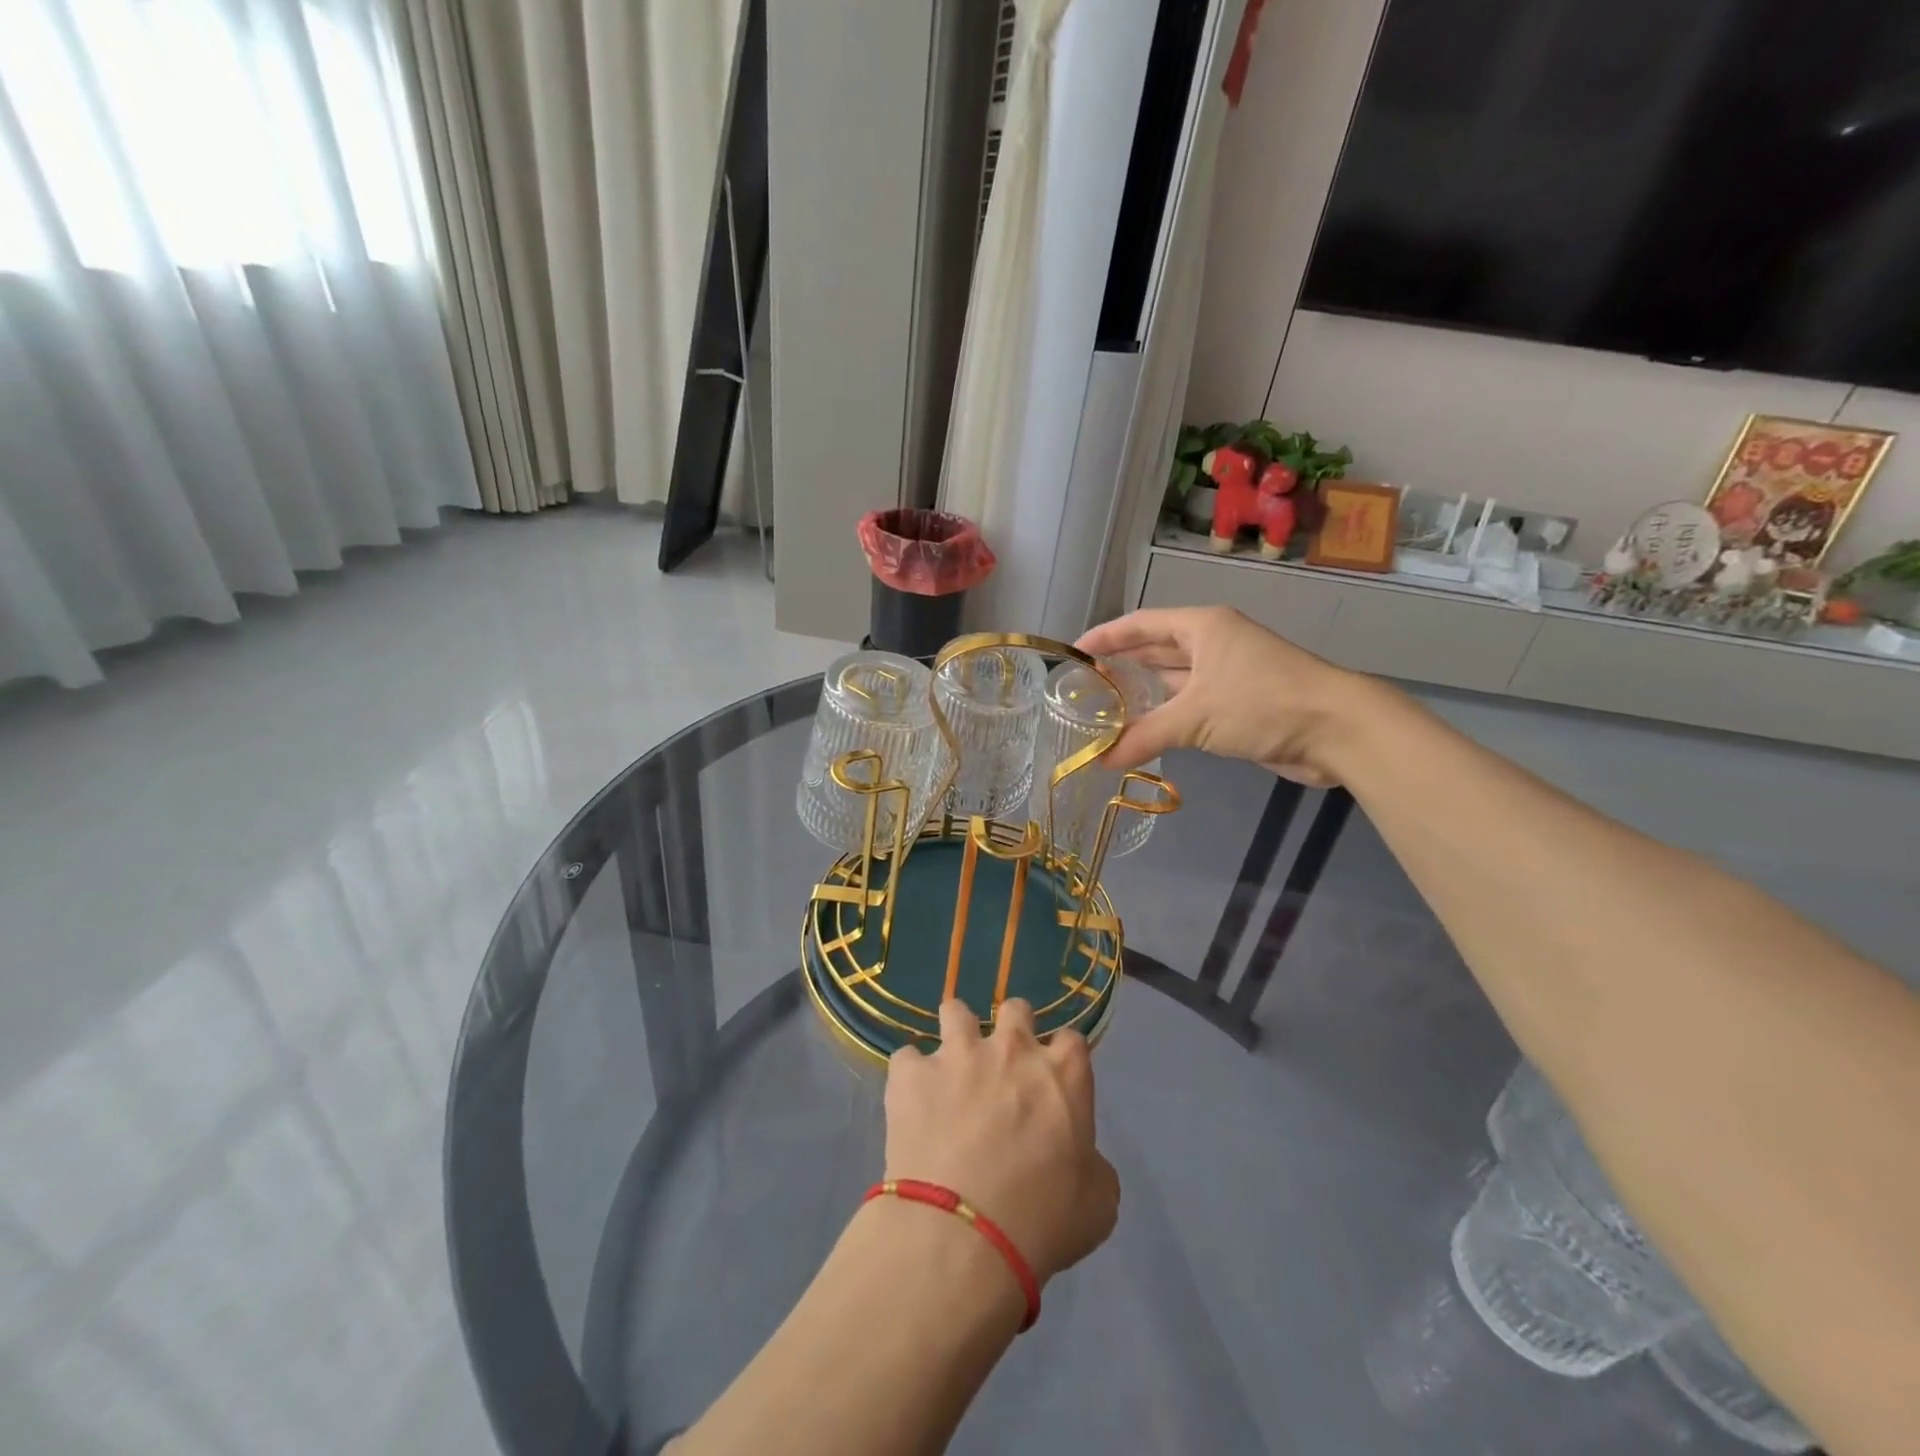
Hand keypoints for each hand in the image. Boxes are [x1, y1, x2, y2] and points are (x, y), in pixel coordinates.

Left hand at [884, 999, 1118, 1286]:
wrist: (962, 1234)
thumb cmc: (1042, 1221)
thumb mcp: (1097, 1204)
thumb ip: (1091, 1164)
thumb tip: (1079, 1158)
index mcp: (1063, 1073)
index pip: (1071, 1040)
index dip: (1061, 1058)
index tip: (1053, 1082)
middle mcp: (1012, 1048)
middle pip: (1015, 1009)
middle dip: (1011, 1030)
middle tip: (1003, 1067)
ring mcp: (957, 1054)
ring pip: (955, 1011)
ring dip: (956, 1034)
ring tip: (951, 1067)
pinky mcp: (911, 1074)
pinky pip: (906, 1058)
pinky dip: (910, 1077)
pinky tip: (911, 1101)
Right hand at [1077, 606, 1367, 784]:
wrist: (1335, 730)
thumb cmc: (1261, 702)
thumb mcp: (1195, 716)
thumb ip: (1144, 736)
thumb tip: (1100, 762)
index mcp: (1202, 627)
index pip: (1141, 624)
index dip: (1106, 636)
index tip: (1073, 652)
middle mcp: (1213, 644)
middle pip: (1155, 650)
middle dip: (1121, 665)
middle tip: (1083, 685)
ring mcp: (1227, 674)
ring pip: (1173, 681)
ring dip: (1142, 695)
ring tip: (1103, 709)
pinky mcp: (1238, 705)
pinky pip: (1189, 706)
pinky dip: (1165, 717)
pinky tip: (1141, 731)